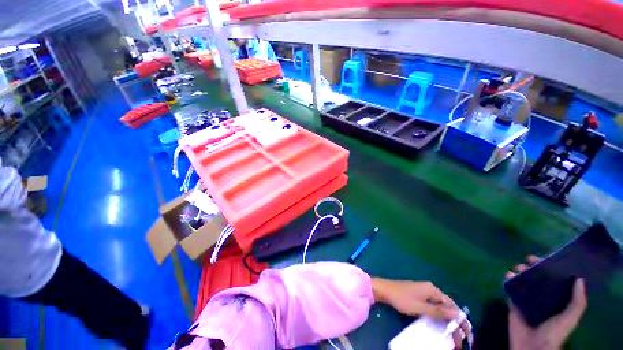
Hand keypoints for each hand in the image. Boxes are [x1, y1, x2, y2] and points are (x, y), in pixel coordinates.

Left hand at [371, 278, 471, 348]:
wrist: (385, 290)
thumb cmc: (401, 298)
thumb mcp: (420, 307)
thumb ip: (438, 311)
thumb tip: (458, 314)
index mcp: (432, 290)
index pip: (452, 306)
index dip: (461, 320)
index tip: (467, 335)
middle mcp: (431, 289)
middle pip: (447, 307)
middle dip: (455, 324)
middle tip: (460, 340)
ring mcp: (424, 292)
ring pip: (441, 308)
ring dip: (448, 322)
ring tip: (453, 337)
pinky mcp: (419, 296)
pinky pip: (433, 307)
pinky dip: (439, 317)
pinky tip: (441, 326)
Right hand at [506, 256, 587, 349]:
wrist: (532, 346)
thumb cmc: (554, 331)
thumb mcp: (570, 318)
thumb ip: (578, 302)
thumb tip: (579, 278)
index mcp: (556, 301)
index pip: (554, 282)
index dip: (551, 270)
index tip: (545, 259)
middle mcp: (541, 299)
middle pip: (537, 280)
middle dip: (532, 269)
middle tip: (527, 260)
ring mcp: (526, 302)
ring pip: (522, 283)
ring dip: (519, 274)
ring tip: (517, 268)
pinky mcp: (512, 304)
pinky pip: (510, 290)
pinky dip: (508, 282)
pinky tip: (507, 276)